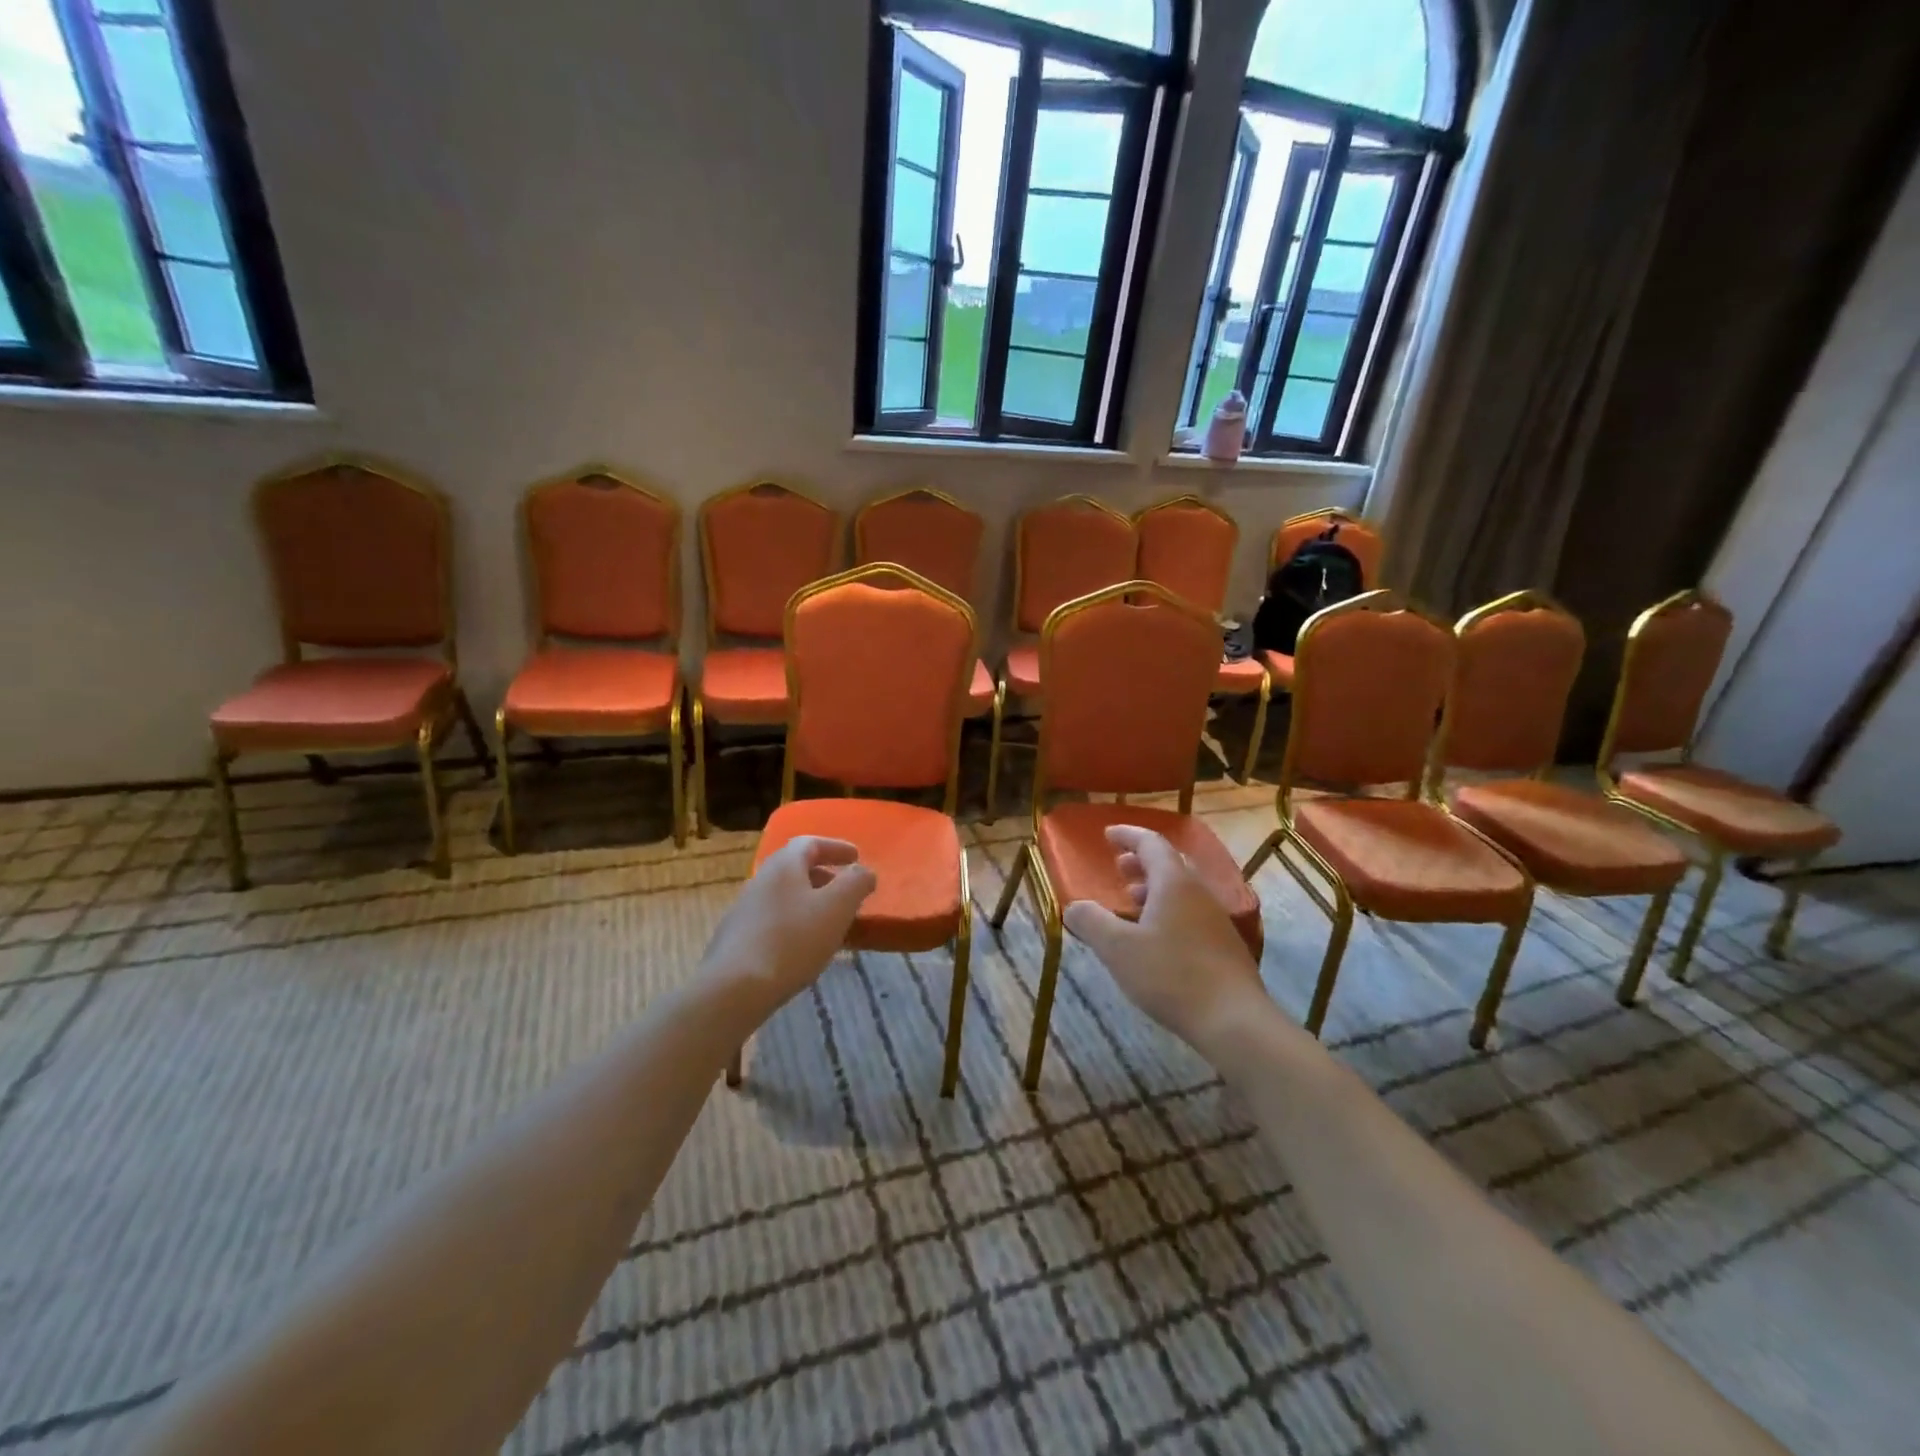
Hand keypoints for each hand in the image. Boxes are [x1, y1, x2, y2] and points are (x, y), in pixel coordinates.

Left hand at [700, 837, 875, 1027]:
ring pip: (784, 897)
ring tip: (830, 924)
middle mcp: (760, 881)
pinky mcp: (737, 940)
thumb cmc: (792, 940)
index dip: (836, 847)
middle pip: (795, 869)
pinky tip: (804, 949)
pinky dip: (795, 924)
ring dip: (810, 902)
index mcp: (783, 866)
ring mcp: (744, 911)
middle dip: (824, 876)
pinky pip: (773, 921)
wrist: (734, 989)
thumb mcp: (837, 907)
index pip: (810, 843)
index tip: (857, 857)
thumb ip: (856, 883)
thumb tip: (863, 871)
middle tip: (846, 892)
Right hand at [1063, 825, 1268, 1060]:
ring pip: (1182, 890)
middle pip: (1170, 863)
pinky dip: (1168, 910)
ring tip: (1132, 901)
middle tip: (1119, 867)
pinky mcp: (1224, 946)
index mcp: (1174, 883)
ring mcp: (1216, 919)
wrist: (1234, 1020)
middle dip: (1142, 861)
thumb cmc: (1171, 975)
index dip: (1128, 835)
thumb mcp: (1118, 949)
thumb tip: (1073, 906)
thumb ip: (1091, 922)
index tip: (1107, 835)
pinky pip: (1191, 912)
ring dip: (1155, 887)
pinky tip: (1156, 937)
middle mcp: (1199, 892)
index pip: (1151, 843)